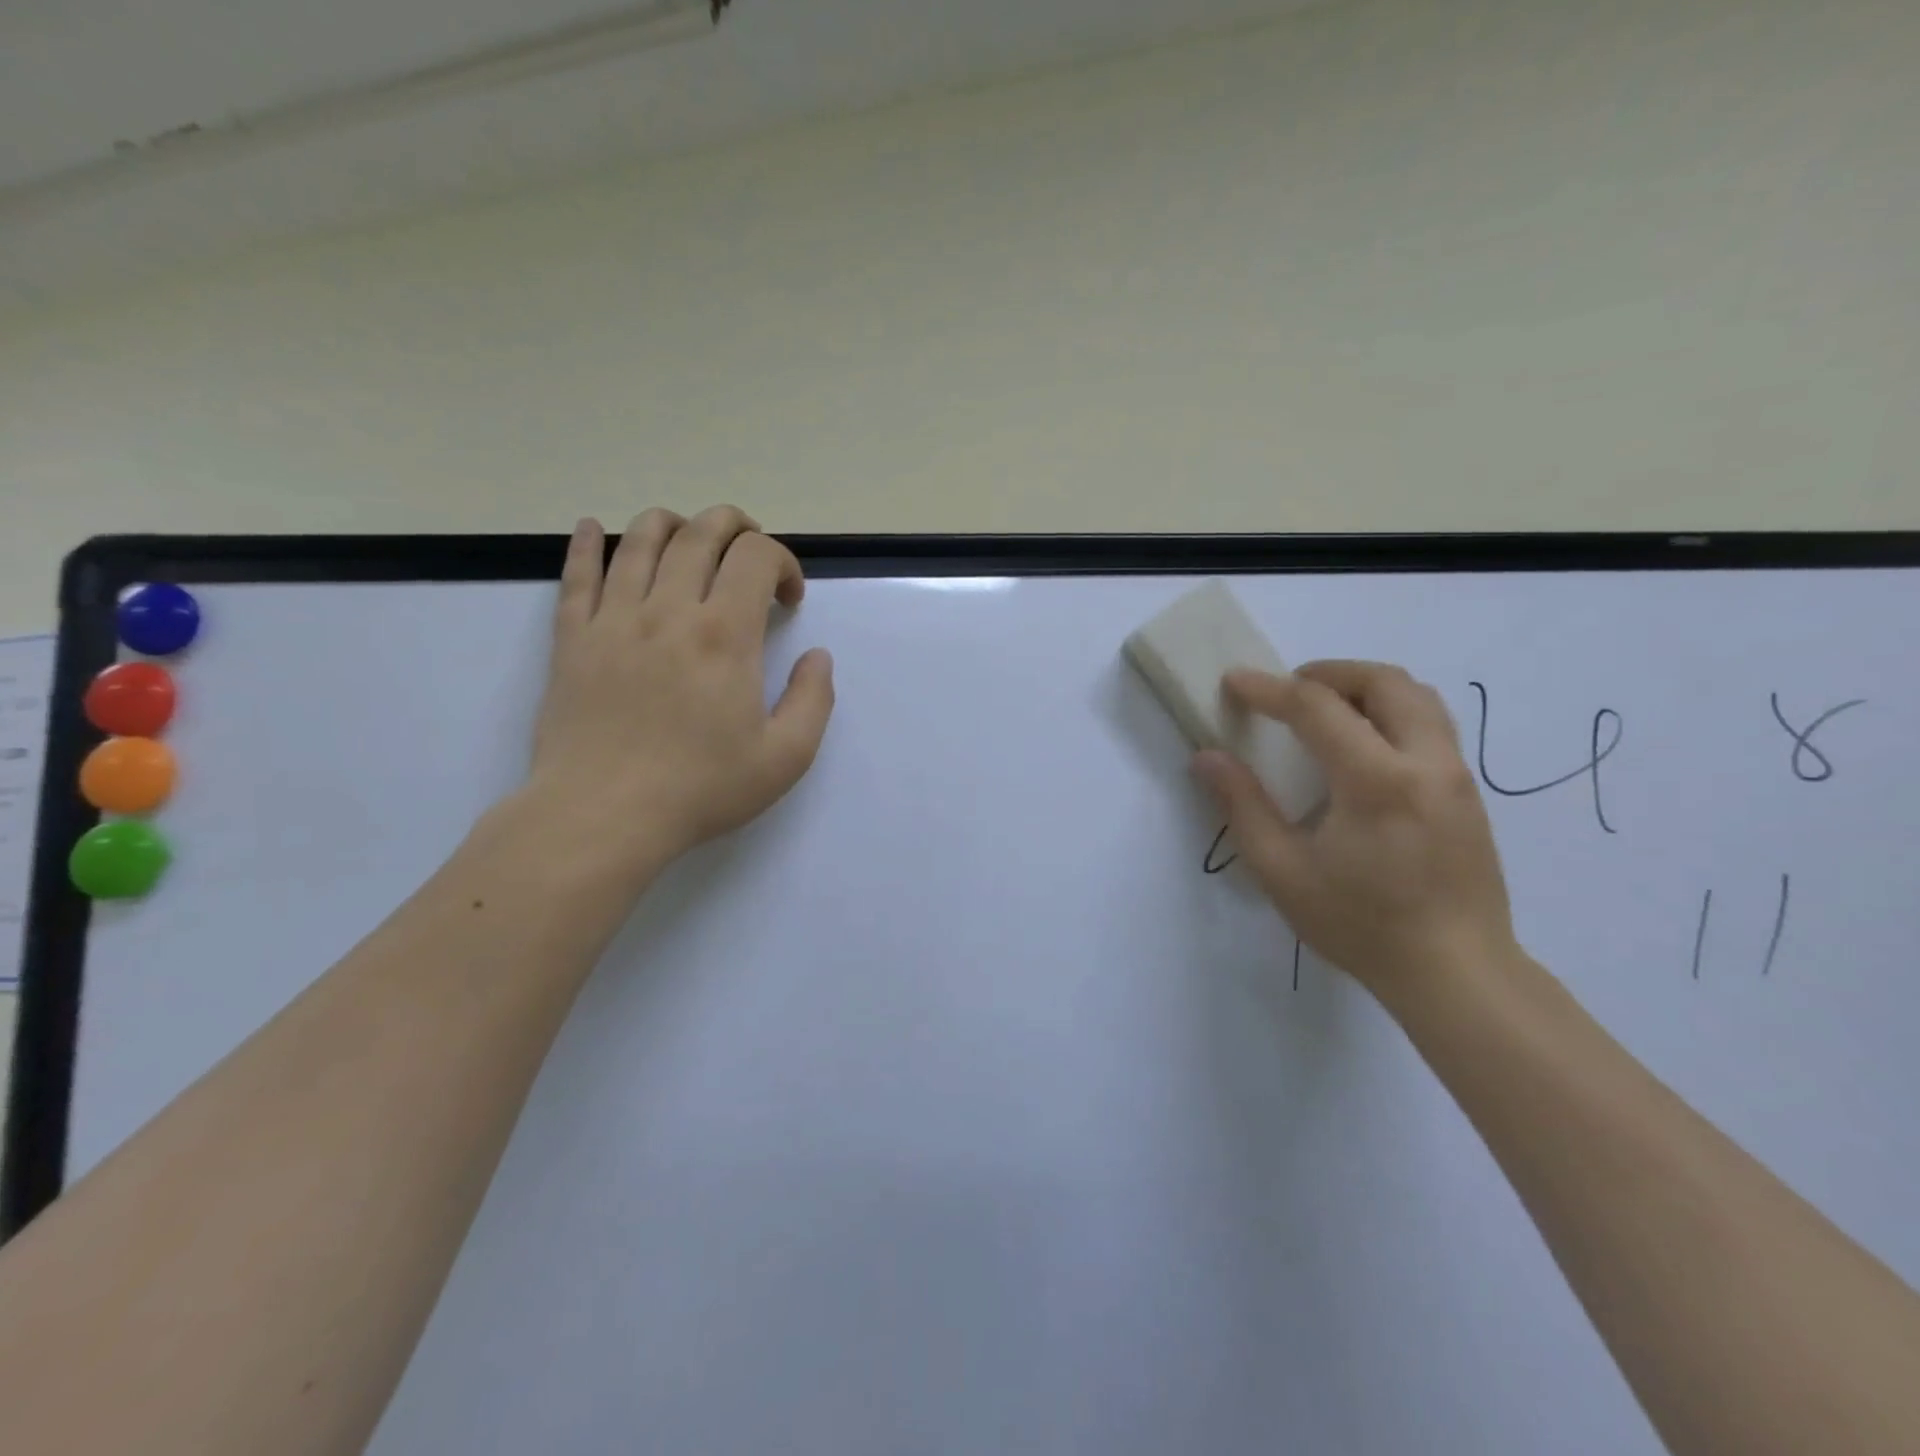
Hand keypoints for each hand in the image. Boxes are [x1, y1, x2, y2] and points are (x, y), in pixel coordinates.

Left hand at [526, 507, 834, 886]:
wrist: (602, 816)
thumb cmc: (700, 789)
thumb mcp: (785, 758)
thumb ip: (813, 700)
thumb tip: (817, 656)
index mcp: (725, 634)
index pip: (756, 556)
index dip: (783, 562)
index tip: (788, 601)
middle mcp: (668, 610)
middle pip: (701, 532)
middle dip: (735, 526)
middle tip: (749, 553)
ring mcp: (613, 619)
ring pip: (639, 538)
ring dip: (673, 524)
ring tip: (688, 540)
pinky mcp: (571, 638)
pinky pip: (575, 573)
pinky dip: (586, 542)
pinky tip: (593, 528)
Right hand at [1192, 661, 1517, 1006]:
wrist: (1456, 973)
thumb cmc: (1361, 924)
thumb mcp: (1283, 871)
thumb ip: (1243, 806)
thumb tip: (1207, 757)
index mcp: (1376, 780)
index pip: (1317, 707)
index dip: (1269, 689)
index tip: (1234, 682)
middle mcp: (1425, 762)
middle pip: (1384, 682)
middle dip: (1328, 673)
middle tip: (1287, 690)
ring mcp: (1456, 775)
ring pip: (1417, 697)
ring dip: (1365, 687)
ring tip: (1325, 709)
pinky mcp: (1469, 792)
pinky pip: (1432, 724)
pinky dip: (1391, 711)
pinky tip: (1362, 747)